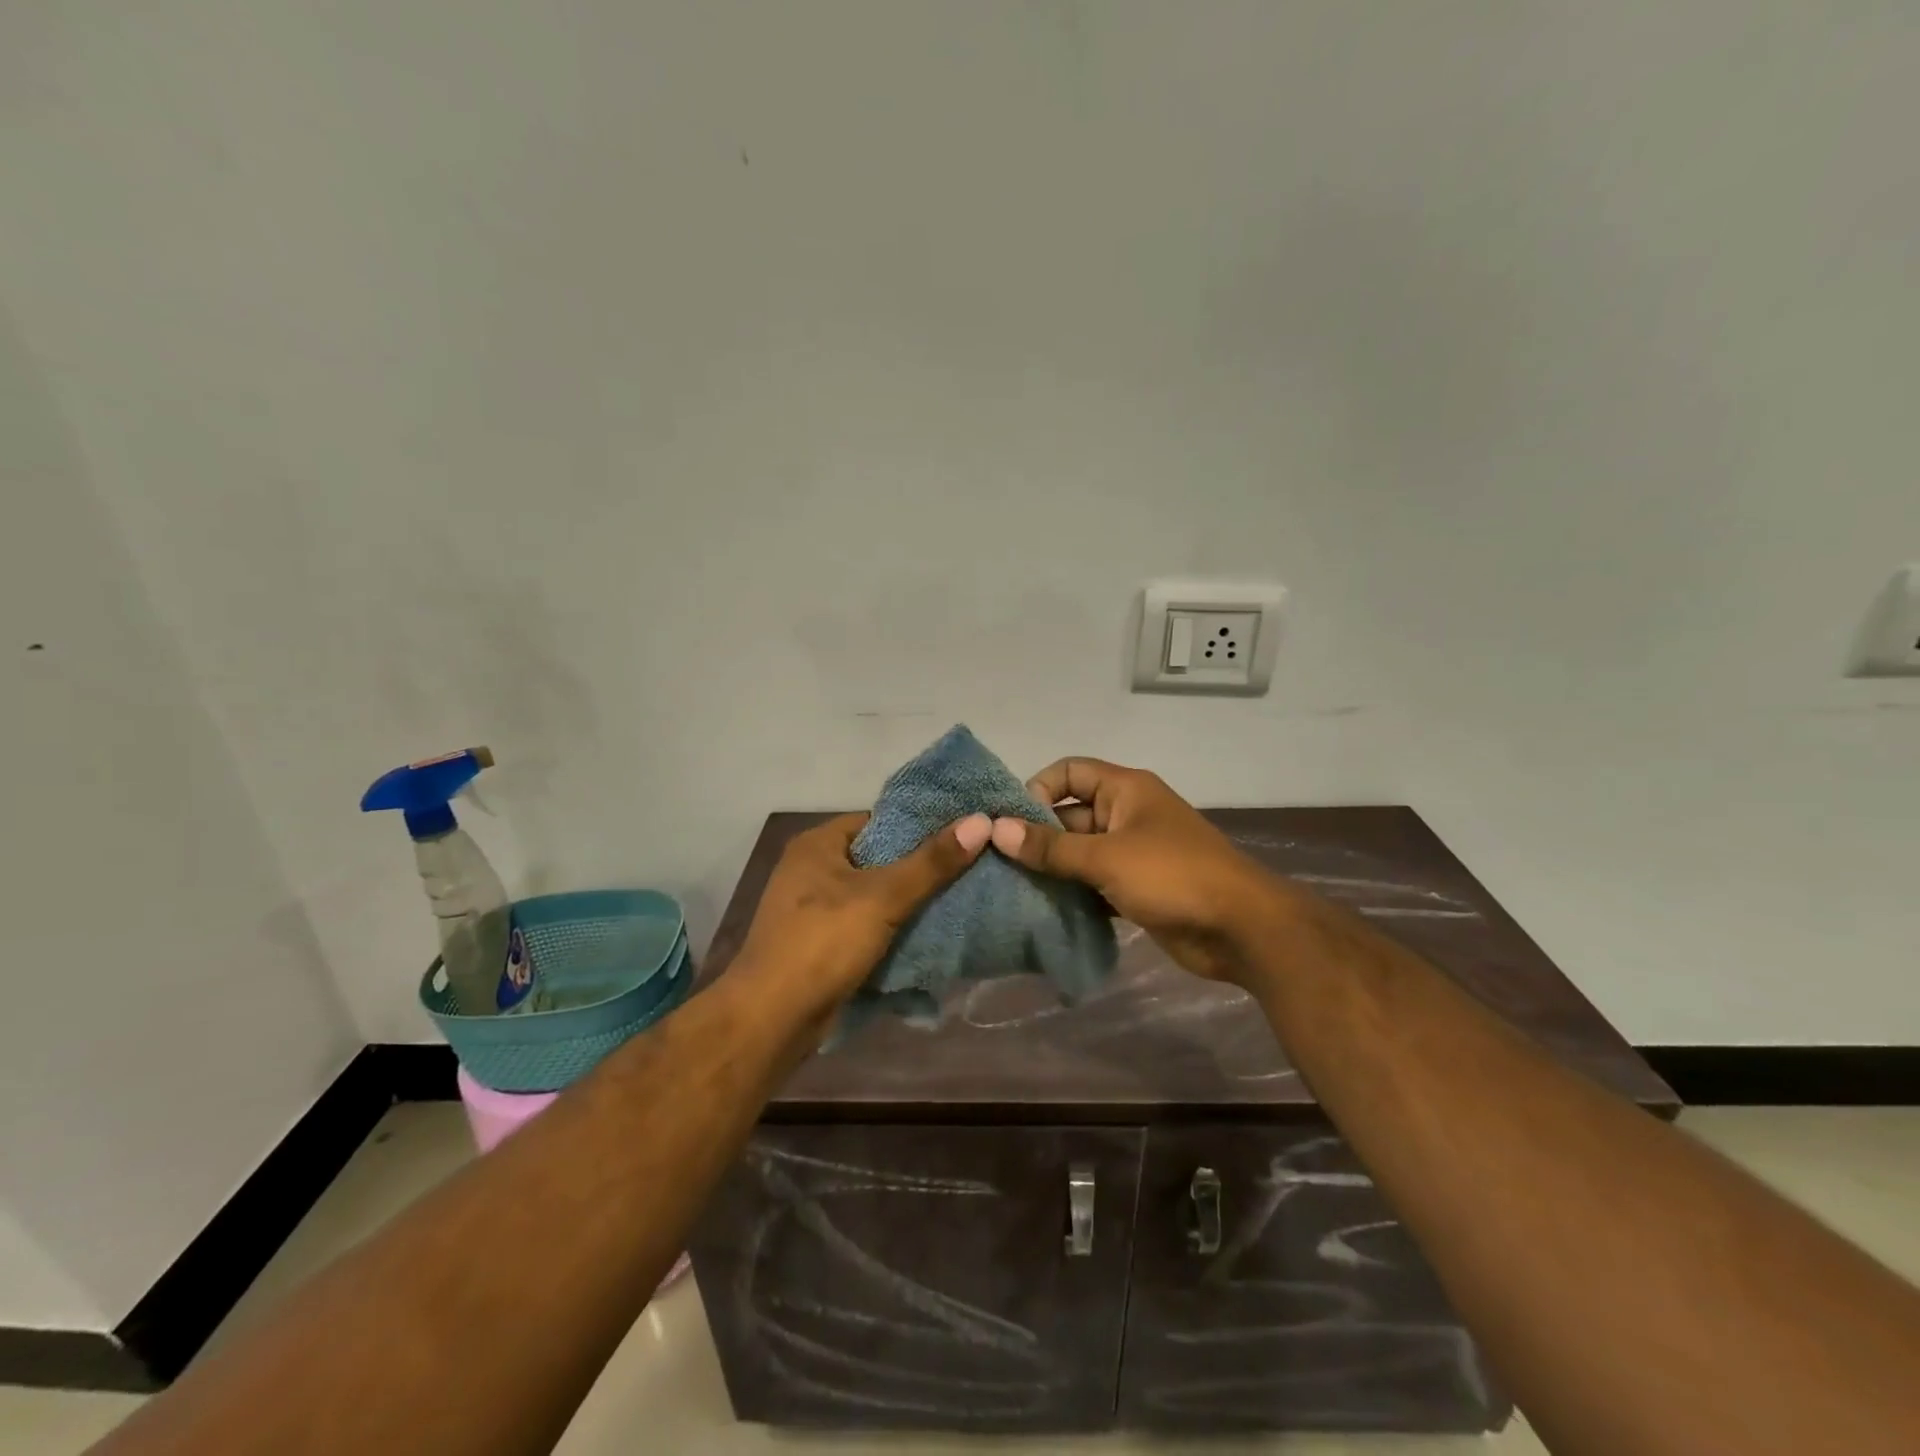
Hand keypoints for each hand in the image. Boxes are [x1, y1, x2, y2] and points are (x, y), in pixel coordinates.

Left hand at [736, 811, 991, 1027]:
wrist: (770, 1019)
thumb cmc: (822, 943)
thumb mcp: (882, 897)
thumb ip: (931, 862)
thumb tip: (980, 822)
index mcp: (818, 844)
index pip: (879, 820)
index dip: (921, 826)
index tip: (962, 834)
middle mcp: (811, 868)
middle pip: (878, 857)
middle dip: (920, 867)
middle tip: (968, 868)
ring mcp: (813, 908)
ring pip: (874, 895)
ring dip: (908, 901)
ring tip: (960, 898)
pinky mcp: (820, 943)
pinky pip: (865, 924)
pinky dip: (892, 928)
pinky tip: (929, 933)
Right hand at [990, 758, 1285, 985]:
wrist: (1241, 929)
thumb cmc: (1173, 876)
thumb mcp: (1106, 857)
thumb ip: (1050, 847)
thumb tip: (996, 829)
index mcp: (1125, 789)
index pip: (1069, 772)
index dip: (1037, 789)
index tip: (1011, 823)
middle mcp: (1126, 814)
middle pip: (1069, 815)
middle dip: (1037, 837)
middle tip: (998, 863)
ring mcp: (1132, 853)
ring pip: (1079, 853)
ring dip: (1051, 869)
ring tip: (1011, 889)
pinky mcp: (1136, 888)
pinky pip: (1093, 883)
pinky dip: (1072, 893)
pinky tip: (1042, 911)